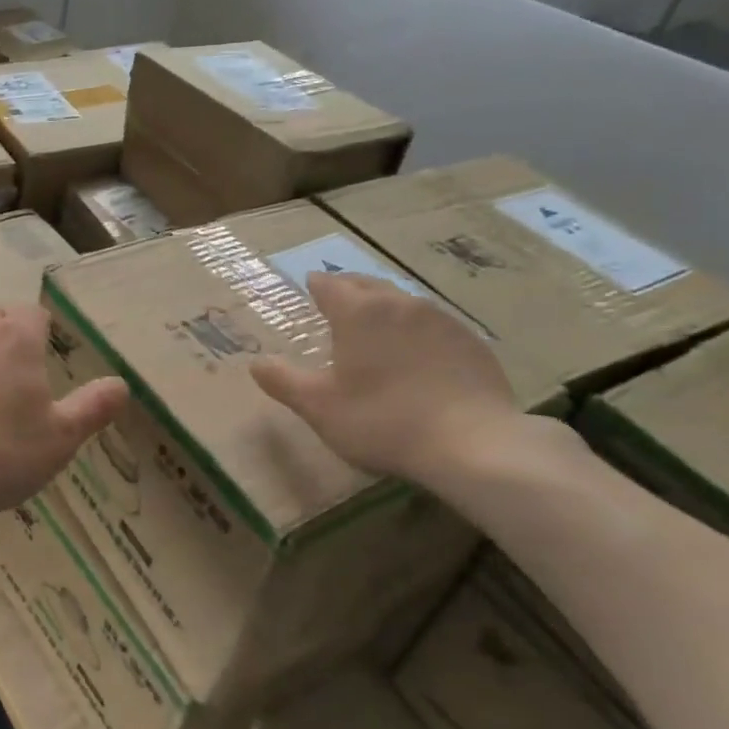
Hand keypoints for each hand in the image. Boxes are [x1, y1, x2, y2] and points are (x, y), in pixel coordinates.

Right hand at [249, 271, 531, 486]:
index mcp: (359, 313)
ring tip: (376, 323)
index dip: (317, 285)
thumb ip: (283, 382)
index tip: (311, 286)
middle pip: (368, 285)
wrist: (473, 443)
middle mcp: (399, 304)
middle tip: (338, 298)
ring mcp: (441, 320)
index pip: (331, 285)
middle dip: (349, 288)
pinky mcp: (471, 342)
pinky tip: (419, 352)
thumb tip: (255, 363)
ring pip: (403, 302)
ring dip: (385, 307)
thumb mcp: (320, 407)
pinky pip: (434, 324)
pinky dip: (417, 329)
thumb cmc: (383, 420)